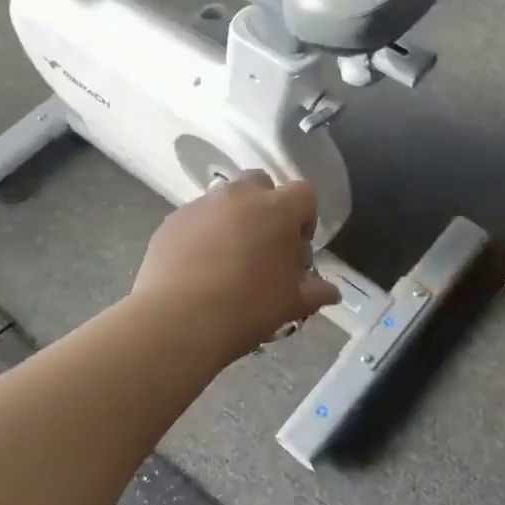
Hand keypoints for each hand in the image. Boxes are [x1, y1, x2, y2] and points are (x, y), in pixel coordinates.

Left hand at [133, 173, 341, 358]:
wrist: (178, 321)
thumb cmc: (247, 308)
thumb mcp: (291, 303)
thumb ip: (315, 291)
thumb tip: (332, 292)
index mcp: (278, 209)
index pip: (304, 194)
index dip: (305, 218)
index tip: (297, 248)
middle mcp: (240, 196)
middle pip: (261, 183)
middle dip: (267, 206)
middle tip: (263, 245)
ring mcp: (203, 204)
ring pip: (225, 199)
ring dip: (233, 219)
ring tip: (228, 259)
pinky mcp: (172, 220)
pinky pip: (196, 218)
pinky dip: (202, 233)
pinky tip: (198, 268)